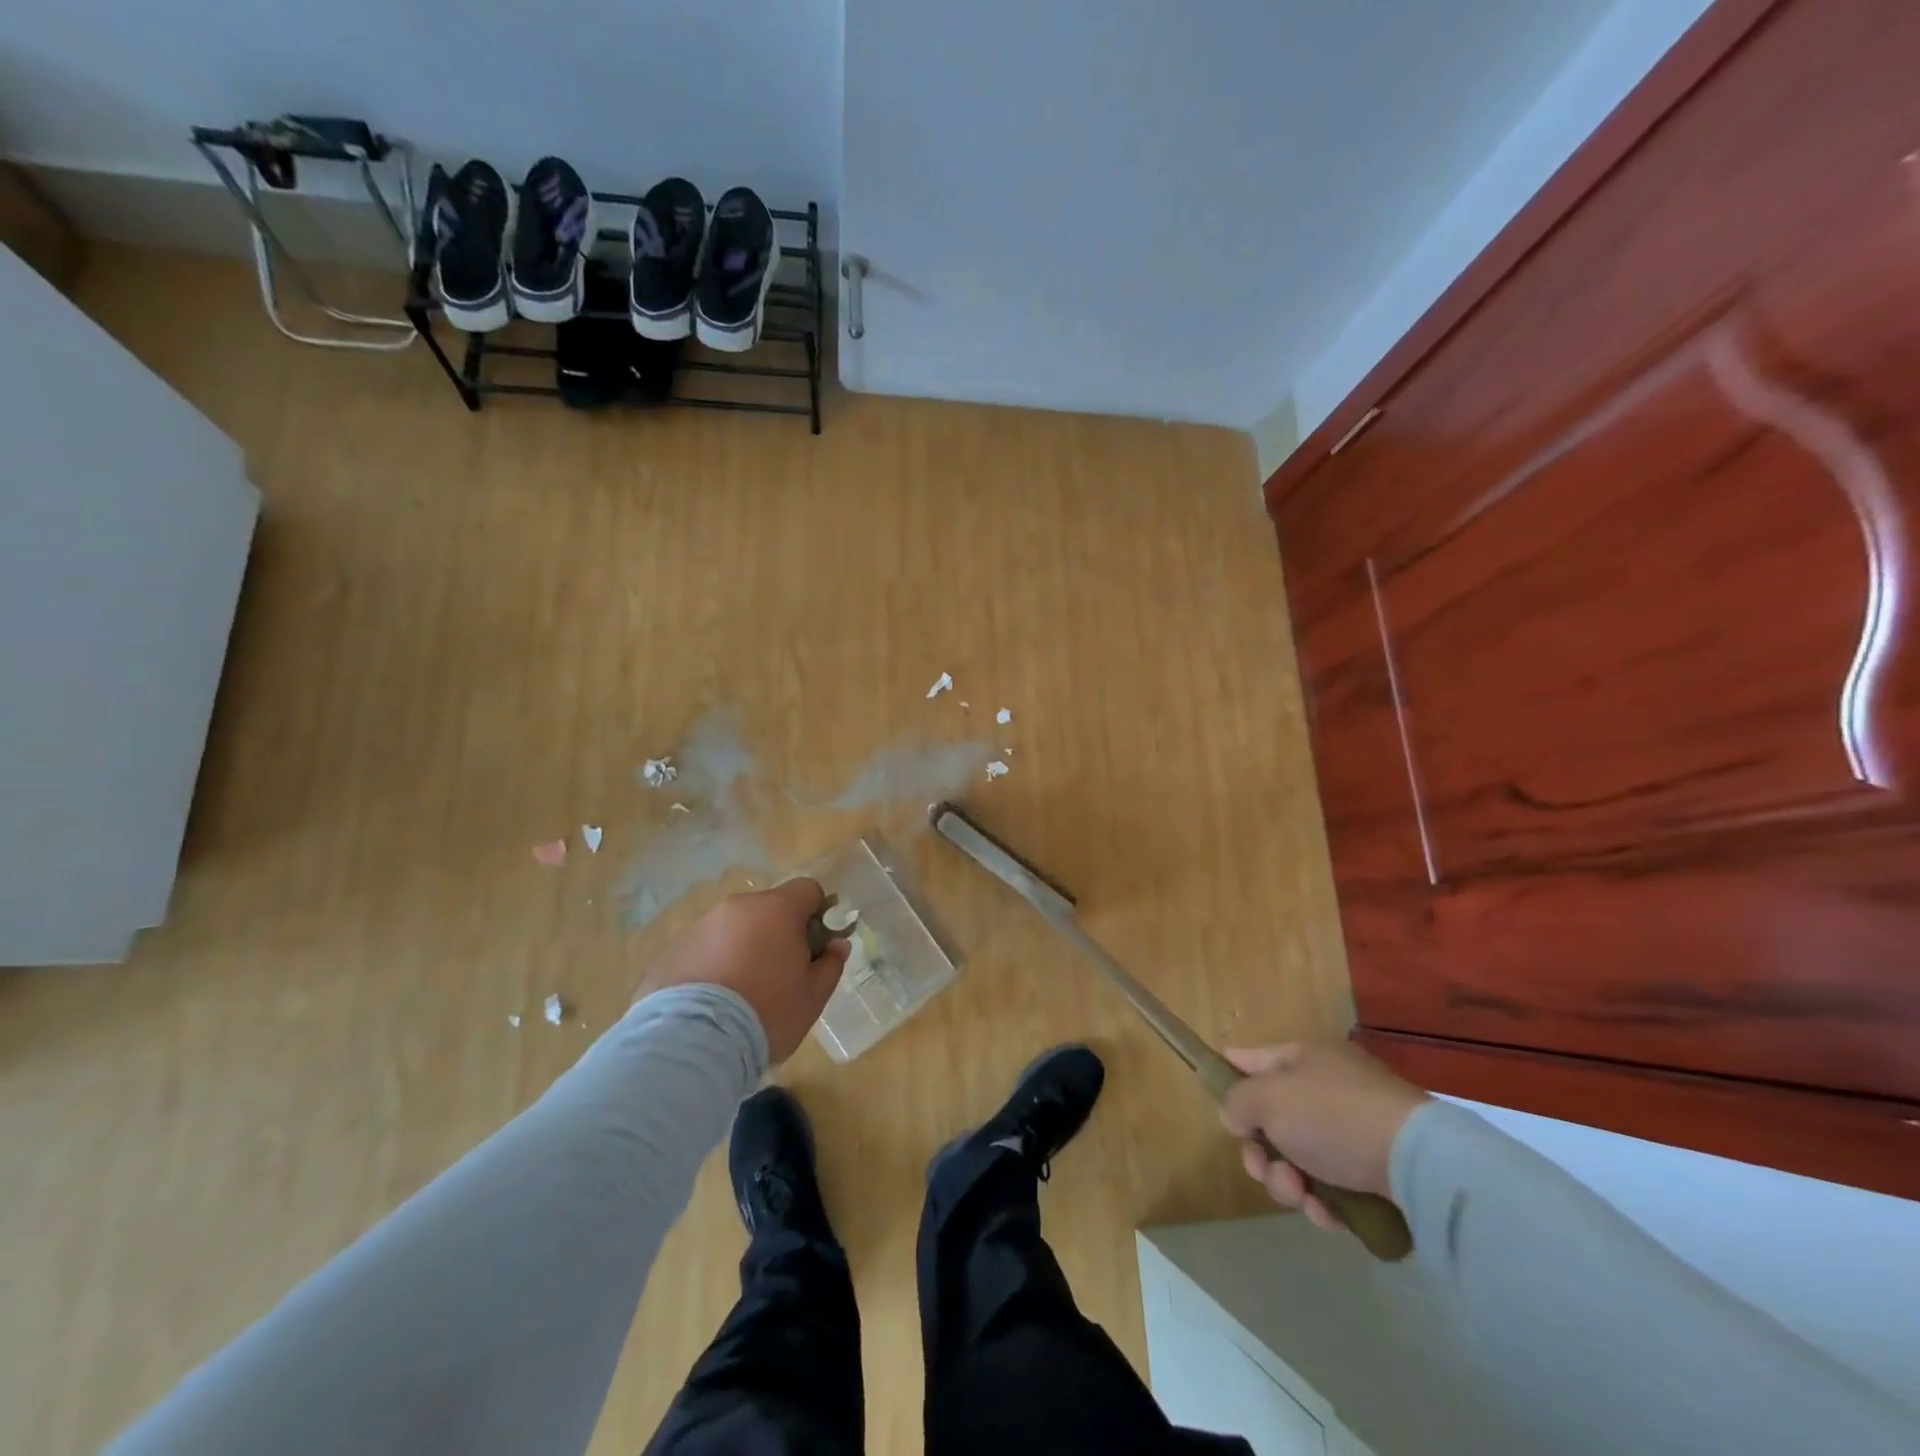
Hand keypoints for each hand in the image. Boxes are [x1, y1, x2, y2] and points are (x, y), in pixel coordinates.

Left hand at [637, 879, 849, 1061]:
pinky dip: (714, 964)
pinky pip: (705, 949)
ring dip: (744, 948)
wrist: (695, 1042)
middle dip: (778, 933)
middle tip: (780, 974)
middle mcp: (738, 907)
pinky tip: (713, 1001)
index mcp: (777, 909)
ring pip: (735, 928)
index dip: (817, 913)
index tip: (814, 946)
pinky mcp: (673, 950)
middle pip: (768, 908)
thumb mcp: (813, 995)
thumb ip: (830, 964)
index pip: (807, 890)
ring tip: (742, 992)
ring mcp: (701, 926)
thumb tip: (837, 945)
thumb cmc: (767, 1012)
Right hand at [1219, 1041, 1427, 1233]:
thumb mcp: (1268, 1098)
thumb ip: (1238, 1102)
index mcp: (1304, 1058)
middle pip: (1272, 1119)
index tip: (1216, 1100)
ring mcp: (1354, 1130)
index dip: (1229, 1074)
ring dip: (1288, 1181)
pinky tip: (1328, 1214)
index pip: (1252, 1059)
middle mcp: (1328, 1088)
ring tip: (1302, 1195)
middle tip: (1263, 1168)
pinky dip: (1323, 1202)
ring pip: (1298, 1158)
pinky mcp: (1377, 1172)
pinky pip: (1332, 1186)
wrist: (1420, 1164)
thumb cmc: (1333, 1116)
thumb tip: (1237, 1116)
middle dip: (1260, 1152)